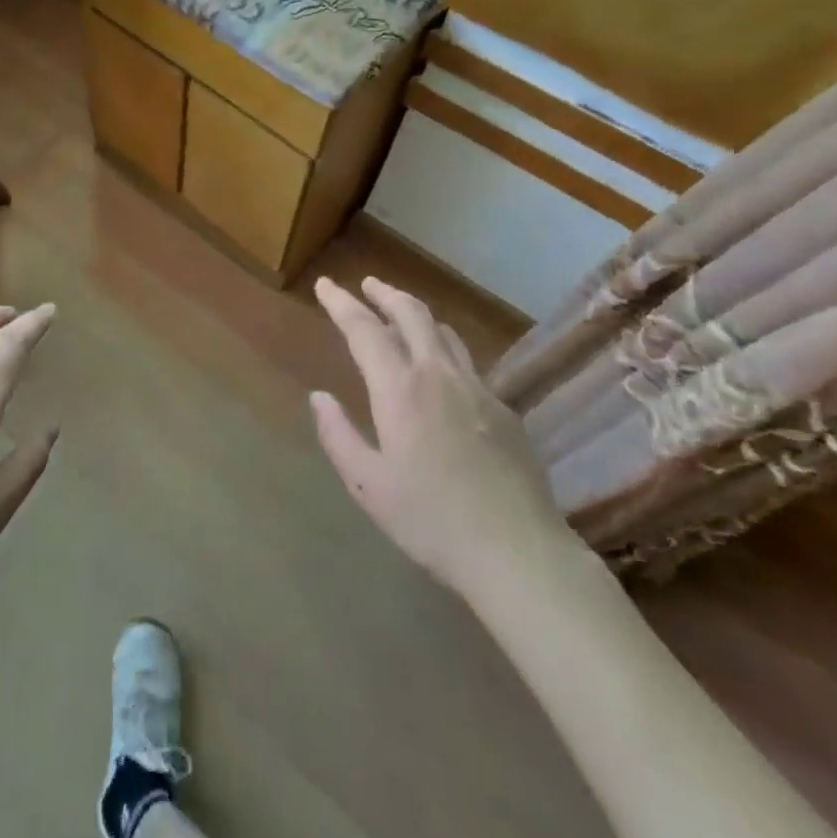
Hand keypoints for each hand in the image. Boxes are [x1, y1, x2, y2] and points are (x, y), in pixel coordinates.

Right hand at [309, 277, 573, 594]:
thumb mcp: (368, 484)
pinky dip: (444, 349)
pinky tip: (441, 373)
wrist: (518, 552)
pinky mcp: (505, 409)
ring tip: (400, 316)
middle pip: (412, 314)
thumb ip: (339, 435)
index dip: (341, 302)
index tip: (325, 284)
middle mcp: (440, 375)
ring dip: (417, 316)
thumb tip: (319, 397)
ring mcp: (479, 389)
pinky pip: (467, 363)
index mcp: (400, 390)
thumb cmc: (430, 521)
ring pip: (445, 333)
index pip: (364, 329)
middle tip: (366, 285)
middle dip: (385, 293)